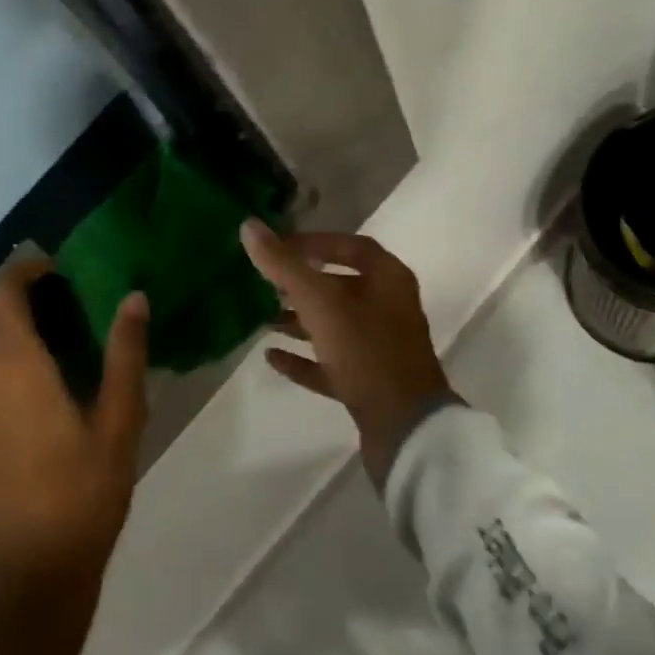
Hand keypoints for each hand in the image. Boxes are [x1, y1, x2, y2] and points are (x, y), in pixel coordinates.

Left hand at [0, 259, 147, 654]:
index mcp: (16, 371)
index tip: (57, 266)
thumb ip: (125, 355)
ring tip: (48, 341)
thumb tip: (133, 298)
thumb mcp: (121, 422)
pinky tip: (34, 391)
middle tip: (47, 301)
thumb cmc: (85, 495)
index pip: (1, 295)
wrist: (32, 577)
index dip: (23, 269)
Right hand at [241, 219, 455, 488]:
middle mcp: (388, 307)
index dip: (314, 243)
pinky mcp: (369, 382)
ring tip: (262, 319)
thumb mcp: (321, 304)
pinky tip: (272, 357)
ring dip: (299, 321)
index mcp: (388, 279)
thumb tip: (248, 225)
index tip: (278, 247)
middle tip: (264, 284)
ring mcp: (380, 347)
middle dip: (301, 284)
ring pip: (334, 325)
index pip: (350, 246)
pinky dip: (304, 358)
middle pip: (340, 285)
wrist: (406, 429)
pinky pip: (331, 362)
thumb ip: (284, 266)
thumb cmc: (366, 352)